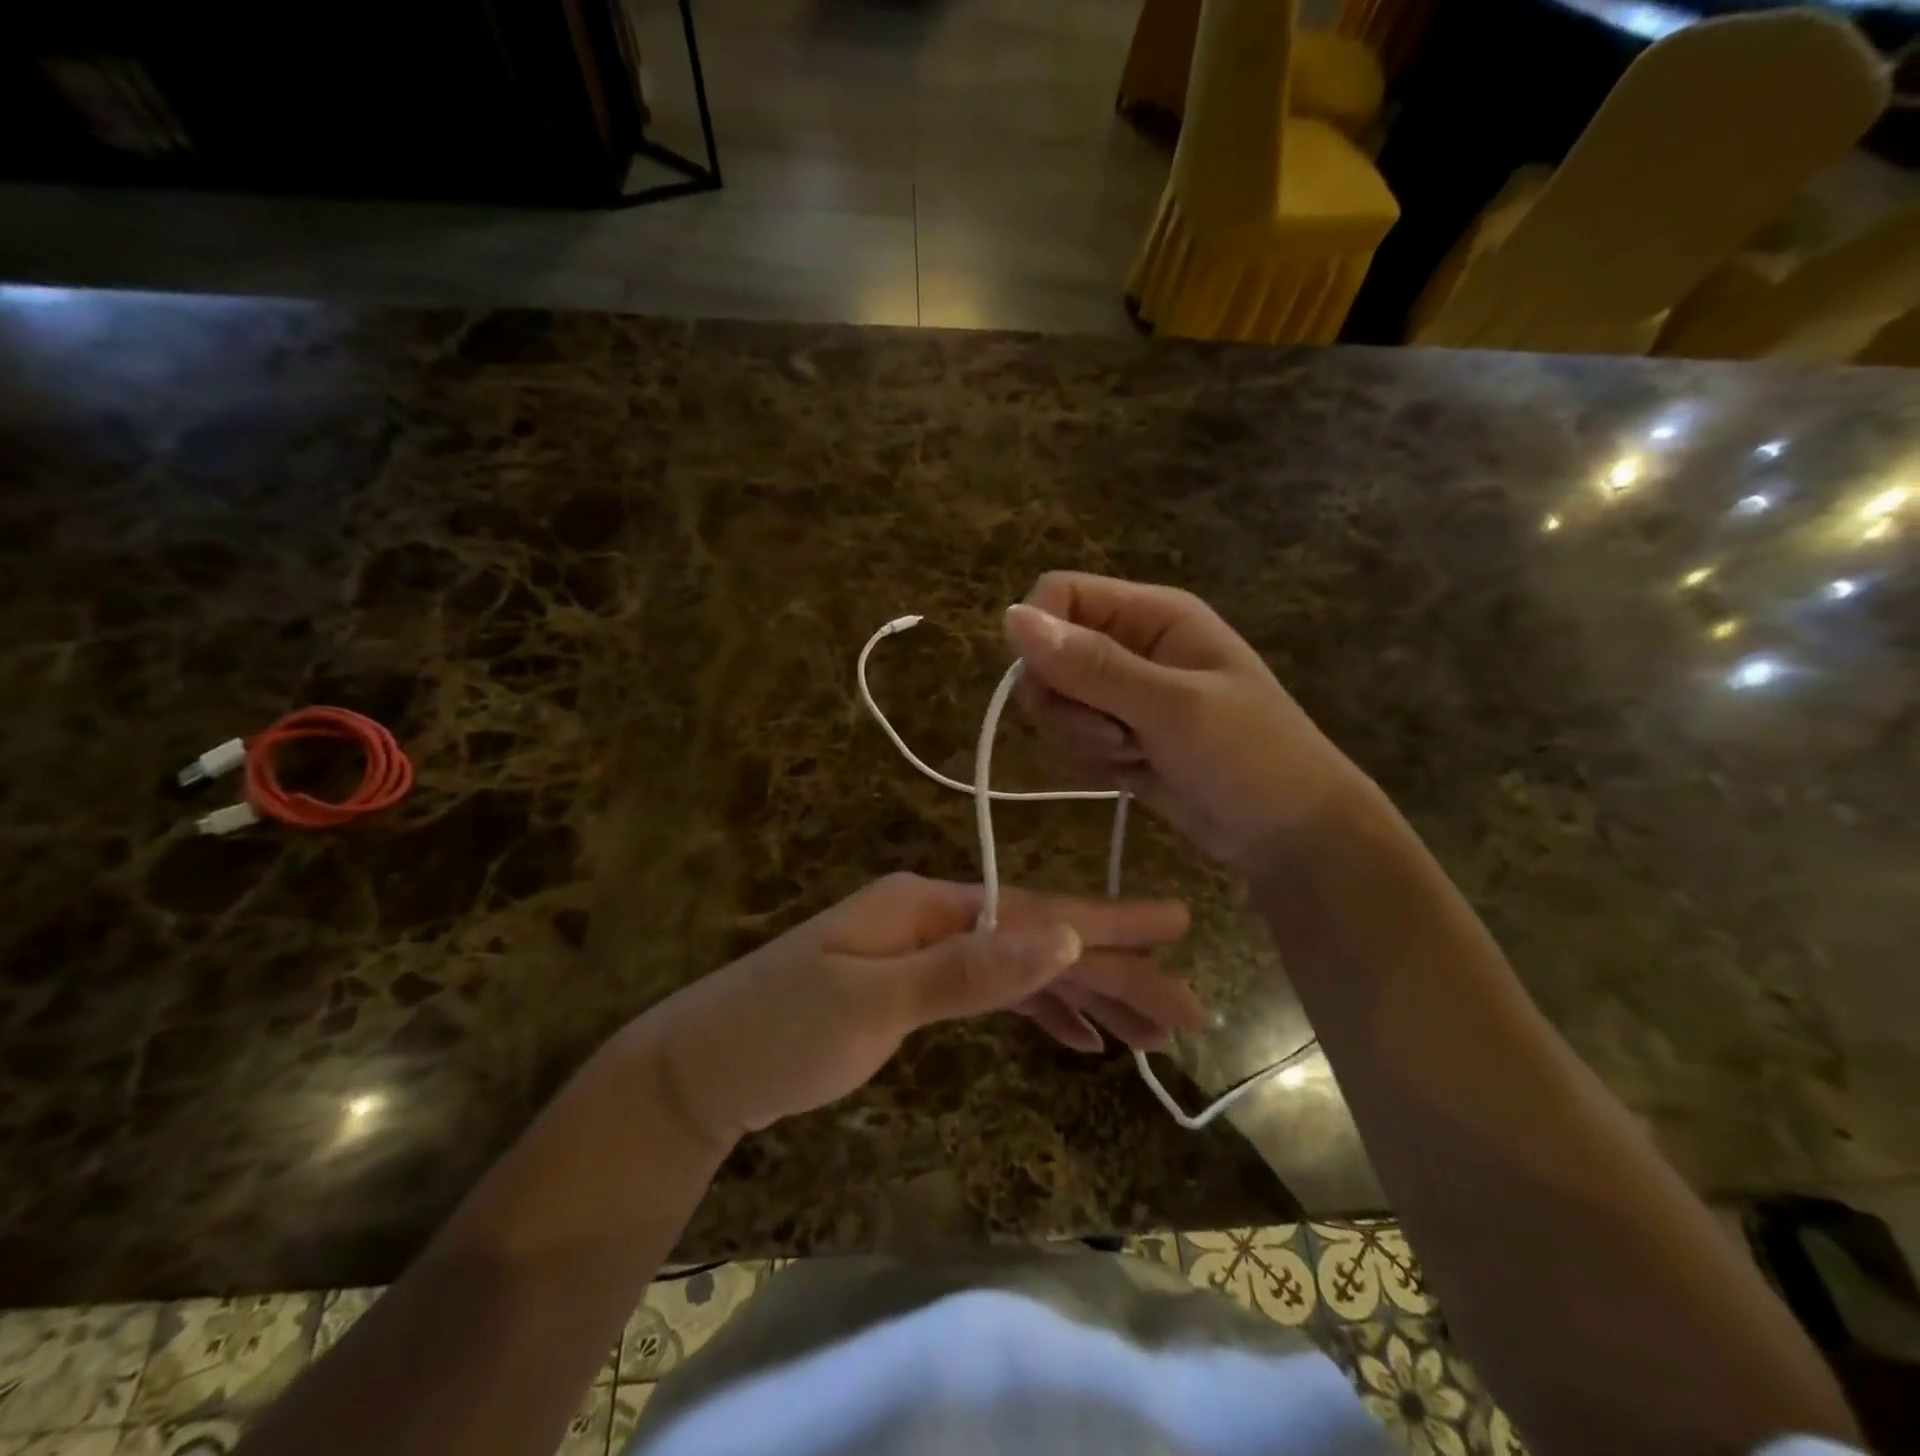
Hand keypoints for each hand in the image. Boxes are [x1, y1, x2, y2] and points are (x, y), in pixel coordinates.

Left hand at [625, 873, 1202, 1148]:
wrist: (703, 1068)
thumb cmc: (780, 1030)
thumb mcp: (871, 1001)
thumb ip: (967, 969)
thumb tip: (1060, 935)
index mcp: (929, 904)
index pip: (1037, 913)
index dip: (1108, 923)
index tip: (1177, 923)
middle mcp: (937, 917)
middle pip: (1040, 941)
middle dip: (1112, 972)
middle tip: (1184, 1011)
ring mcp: (928, 952)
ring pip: (1025, 968)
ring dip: (1085, 996)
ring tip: (1149, 1033)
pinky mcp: (918, 988)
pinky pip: (996, 991)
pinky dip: (1040, 1011)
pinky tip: (1079, 1037)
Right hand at [1004, 572, 1371, 872]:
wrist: (1289, 834)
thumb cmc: (1250, 756)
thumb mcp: (1173, 707)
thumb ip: (1093, 665)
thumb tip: (1011, 617)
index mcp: (1151, 615)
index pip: (1059, 595)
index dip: (1041, 638)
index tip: (1055, 689)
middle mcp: (1129, 646)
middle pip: (1045, 657)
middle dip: (1066, 706)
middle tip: (1114, 735)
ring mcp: (1120, 695)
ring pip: (1052, 705)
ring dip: (1081, 740)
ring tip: (1137, 756)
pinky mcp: (1114, 736)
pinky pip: (1068, 741)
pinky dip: (1090, 763)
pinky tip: (1133, 774)